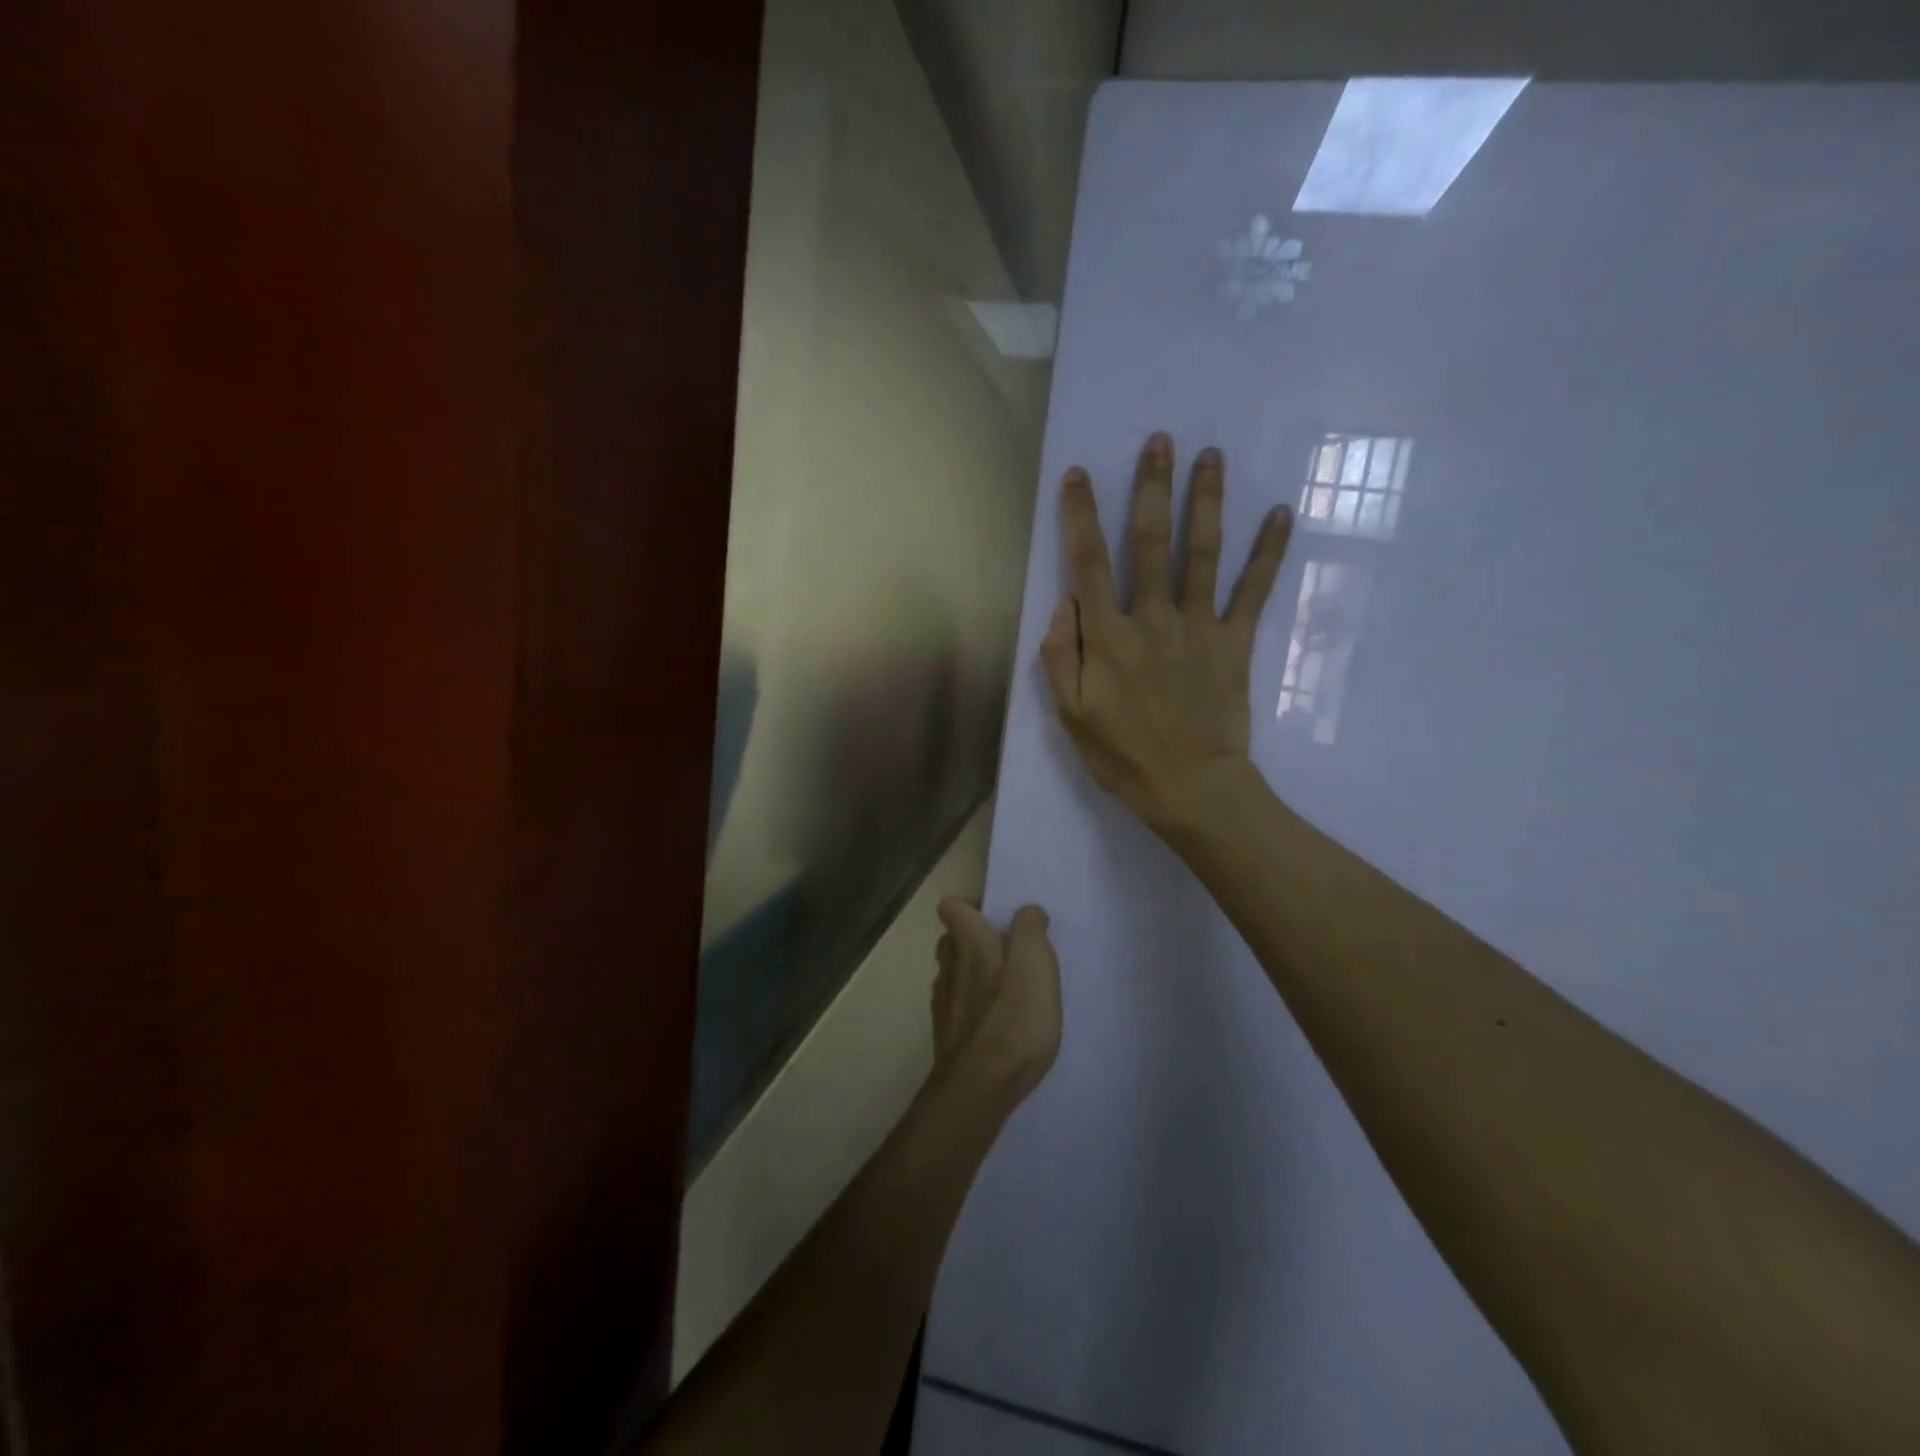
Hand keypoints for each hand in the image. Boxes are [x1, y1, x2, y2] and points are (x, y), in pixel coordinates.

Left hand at [931, 899, 1061, 1105]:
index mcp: (969, 942)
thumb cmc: (1014, 1017)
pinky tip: (994, 1024)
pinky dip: (971, 1007)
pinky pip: (956, 1006)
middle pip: (951, 940)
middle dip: (973, 941)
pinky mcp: (945, 1034)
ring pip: (952, 973)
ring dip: (972, 975)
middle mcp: (948, 965)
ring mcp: (943, 1002)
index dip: (971, 908)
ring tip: (1004, 991)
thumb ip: (1030, 929)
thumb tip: (1026, 912)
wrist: (981, 1086)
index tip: (996, 919)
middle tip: (1007, 954)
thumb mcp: (1036, 963)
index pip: (952, 907)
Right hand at [1041, 431, 1292, 833]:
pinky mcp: (1235, 641)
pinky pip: (1254, 590)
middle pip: (1150, 542)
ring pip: (1202, 552)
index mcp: (1107, 636)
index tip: (1080, 475)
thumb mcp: (1070, 713)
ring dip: (1205, 501)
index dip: (1081, 515)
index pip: (1088, 562)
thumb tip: (1063, 602)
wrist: (1191, 787)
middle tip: (1160, 440)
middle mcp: (1152, 617)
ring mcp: (1198, 626)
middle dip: (1152, 487)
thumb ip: (1060, 654)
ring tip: (1211, 456)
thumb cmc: (1123, 754)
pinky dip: (1269, 552)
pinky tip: (1281, 514)